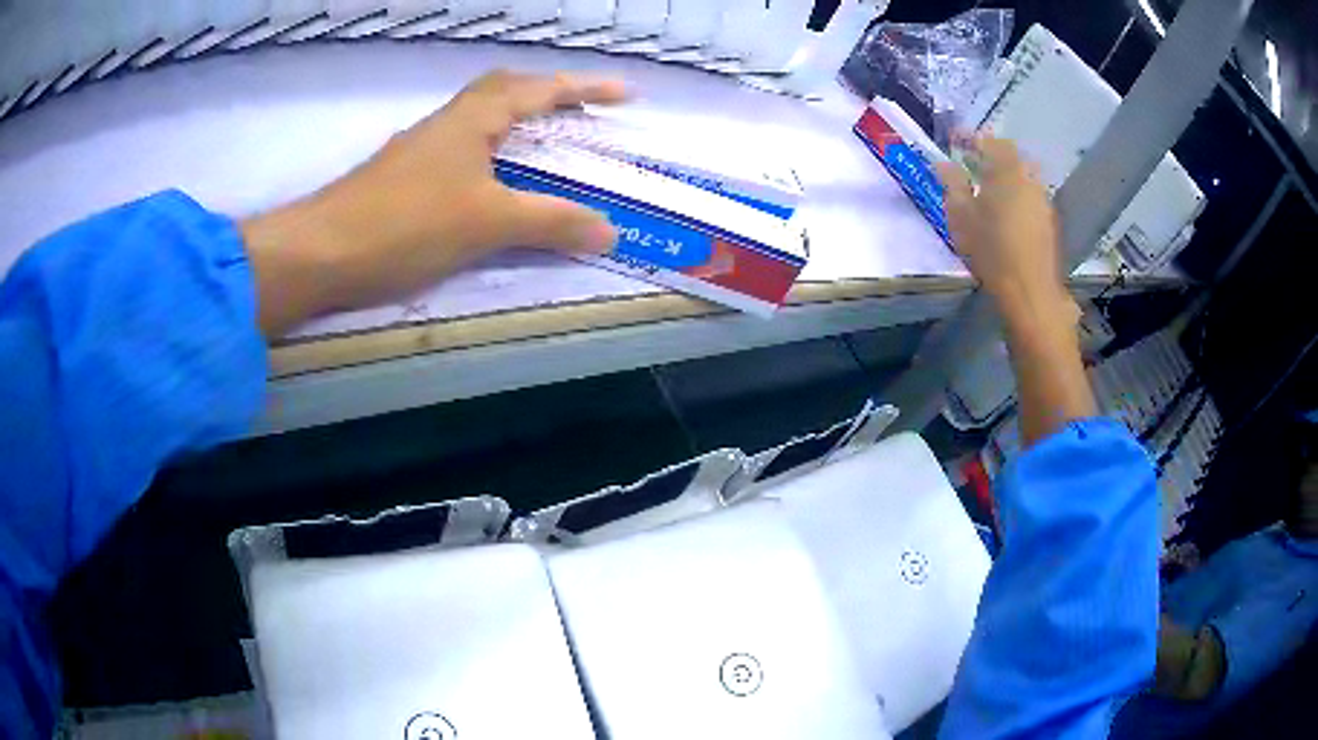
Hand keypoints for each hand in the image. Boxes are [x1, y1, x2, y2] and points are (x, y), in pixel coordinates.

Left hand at [241, 70, 626, 336]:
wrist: (319, 253)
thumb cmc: (405, 224)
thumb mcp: (486, 223)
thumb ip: (550, 223)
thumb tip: (610, 230)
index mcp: (472, 119)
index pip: (539, 90)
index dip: (585, 88)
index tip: (626, 93)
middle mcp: (447, 123)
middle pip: (503, 90)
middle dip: (546, 94)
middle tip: (579, 114)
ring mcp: (420, 150)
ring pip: (478, 121)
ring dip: (516, 124)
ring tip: (544, 148)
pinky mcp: (403, 179)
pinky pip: (460, 152)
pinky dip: (489, 157)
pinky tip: (491, 185)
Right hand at [938, 137, 1094, 443]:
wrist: (1030, 293)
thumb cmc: (991, 250)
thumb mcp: (960, 215)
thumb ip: (952, 184)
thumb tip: (944, 163)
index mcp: (1006, 170)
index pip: (989, 140)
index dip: (971, 136)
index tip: (955, 138)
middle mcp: (1029, 179)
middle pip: (1011, 156)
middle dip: (991, 155)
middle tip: (971, 164)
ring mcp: (1043, 201)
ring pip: (1023, 177)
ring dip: (1006, 177)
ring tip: (987, 190)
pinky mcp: (1049, 223)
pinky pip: (1030, 197)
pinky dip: (1017, 196)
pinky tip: (1006, 214)